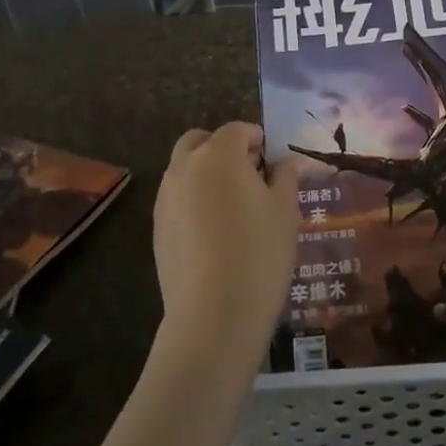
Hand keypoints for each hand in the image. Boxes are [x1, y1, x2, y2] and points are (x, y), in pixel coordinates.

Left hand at [153, 122, 301, 374]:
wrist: (213, 316)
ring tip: (233, 205)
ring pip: (184, 168)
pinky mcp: (156, 227)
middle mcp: (185, 167)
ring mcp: (166, 198)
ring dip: (205, 171)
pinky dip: (193, 198)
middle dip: (223, 148)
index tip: (272, 159)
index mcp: (219, 155)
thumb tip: (289, 161)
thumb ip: (286, 177)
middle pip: (200, 141)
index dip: (257, 138)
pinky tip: (214, 230)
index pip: (237, 130)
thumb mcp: (285, 211)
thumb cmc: (259, 254)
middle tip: (249, 174)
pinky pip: (176, 197)